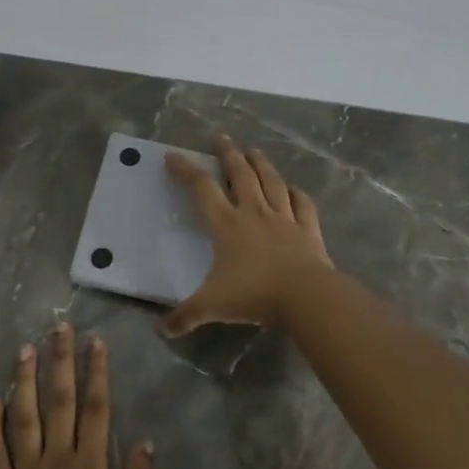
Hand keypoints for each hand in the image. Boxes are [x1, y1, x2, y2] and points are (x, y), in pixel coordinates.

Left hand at [0, 324, 152, 468]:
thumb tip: (146, 442)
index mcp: (90, 464)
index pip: (97, 408)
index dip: (97, 372)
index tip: (95, 341)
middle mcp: (57, 456)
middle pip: (60, 401)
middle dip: (61, 362)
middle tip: (59, 328)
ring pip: (25, 416)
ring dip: (25, 380)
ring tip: (25, 349)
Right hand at [163, 135, 332, 335]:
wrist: (305, 297)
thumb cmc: (254, 295)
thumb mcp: (212, 306)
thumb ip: (185, 316)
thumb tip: (161, 330)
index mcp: (227, 225)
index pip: (201, 189)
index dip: (185, 170)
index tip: (173, 156)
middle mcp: (254, 213)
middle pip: (240, 175)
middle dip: (228, 154)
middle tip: (222, 138)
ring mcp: (284, 218)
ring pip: (271, 182)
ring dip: (261, 164)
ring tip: (254, 150)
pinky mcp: (308, 228)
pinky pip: (302, 204)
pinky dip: (296, 193)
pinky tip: (293, 188)